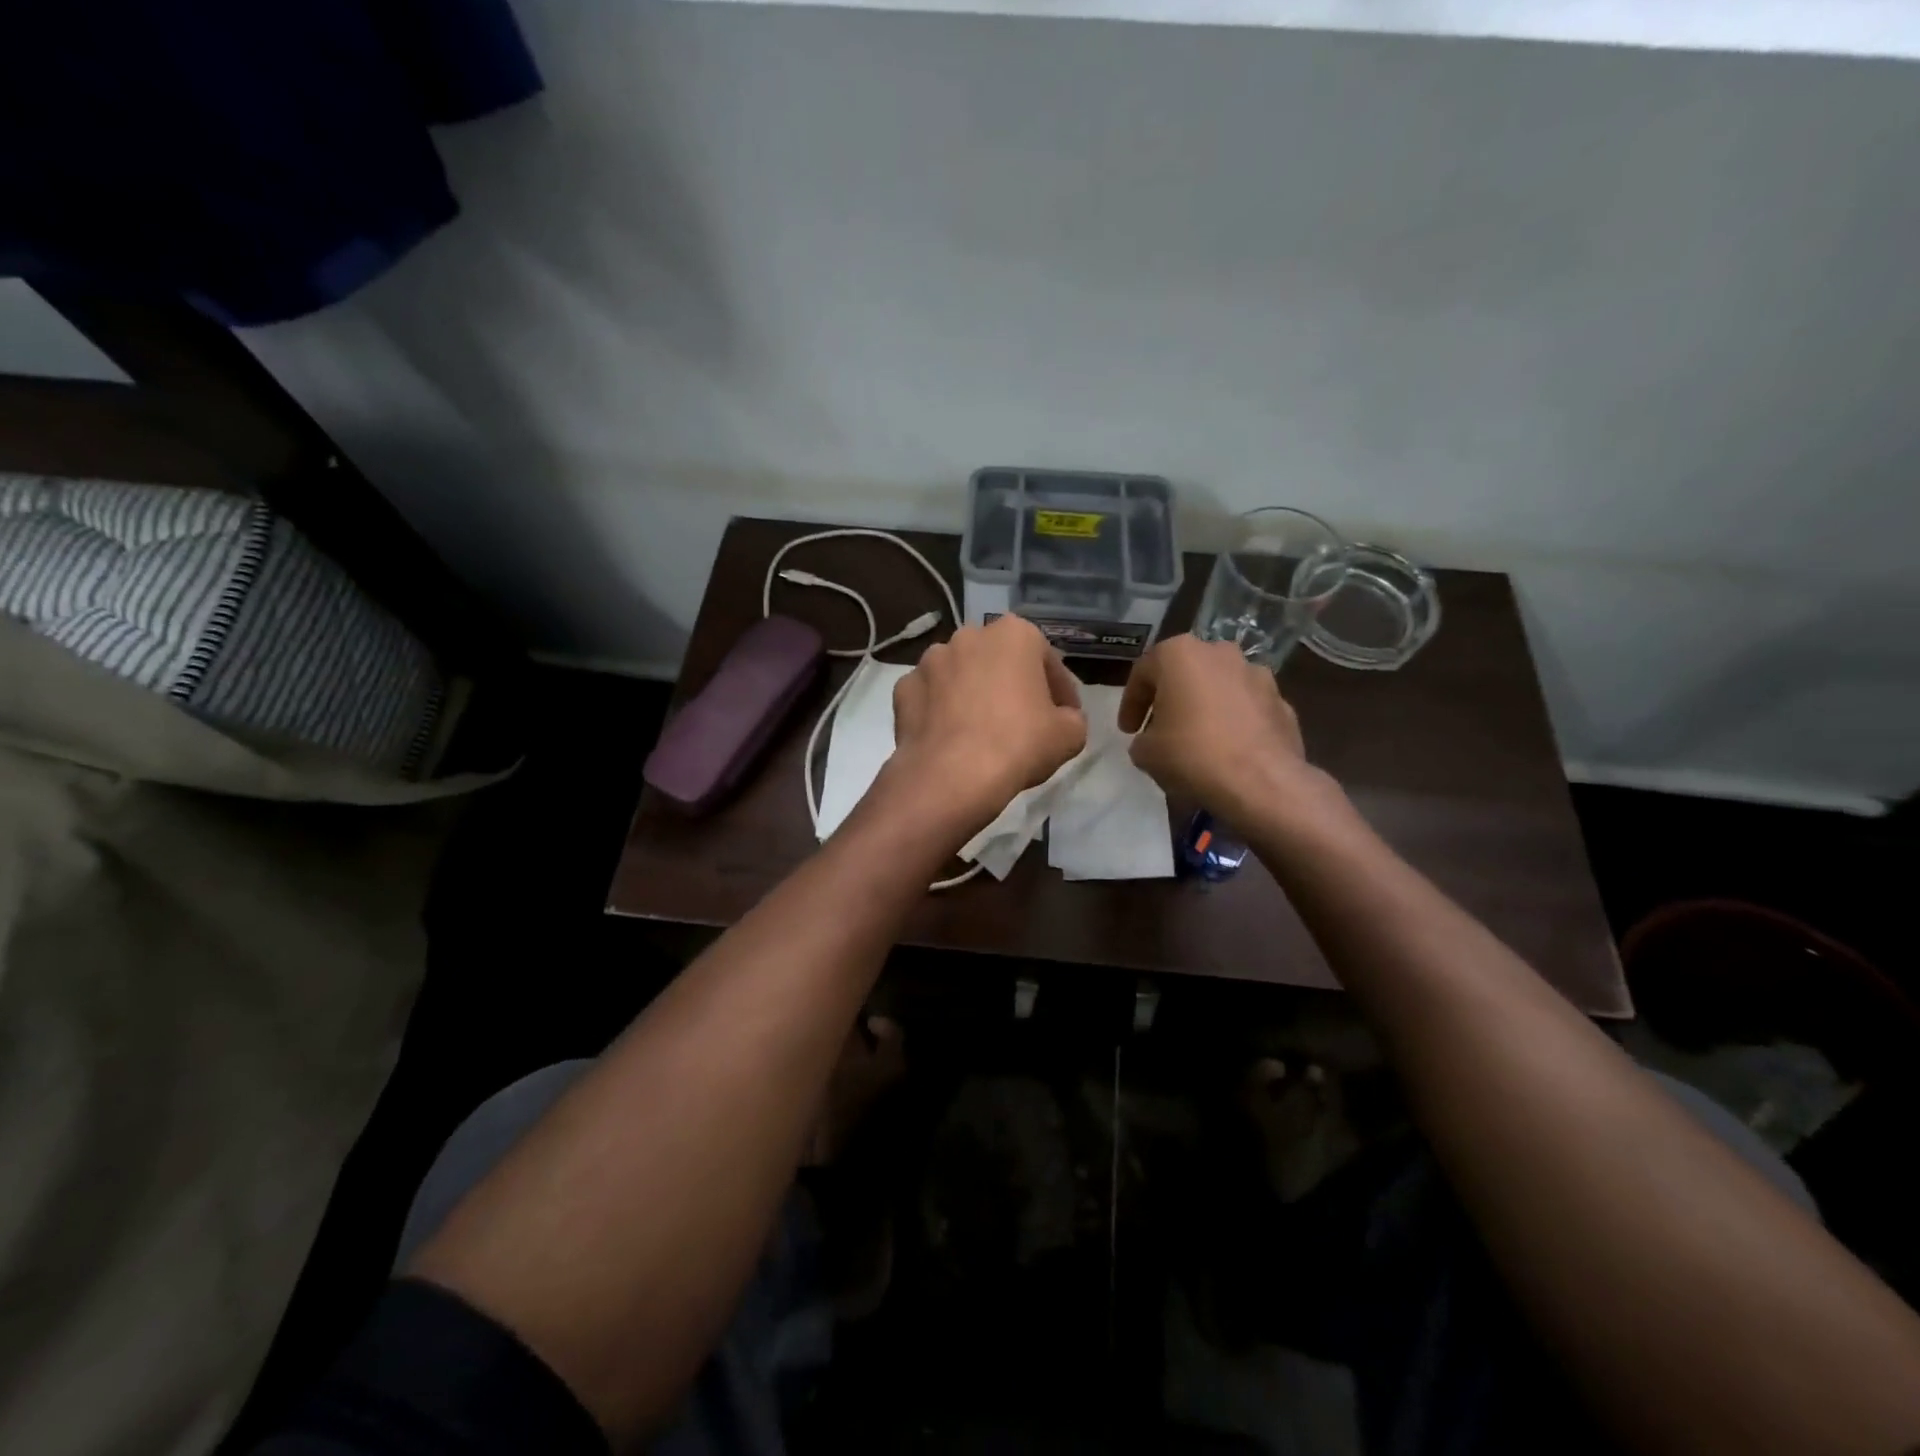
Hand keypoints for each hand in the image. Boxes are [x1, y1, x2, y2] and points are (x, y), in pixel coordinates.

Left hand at [885, 615, 1086, 835]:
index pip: (1047, 661)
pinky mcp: (904, 688)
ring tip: (982, 731)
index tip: (1064, 717)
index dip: (1060, 691)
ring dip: (973, 695)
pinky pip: (931, 697)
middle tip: (1023, 722)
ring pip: (961, 675)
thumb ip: (1072, 718)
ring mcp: (930, 660)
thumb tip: (1062, 720)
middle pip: (1000, 662)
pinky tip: (951, 738)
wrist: (951, 775)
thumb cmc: (1018, 744)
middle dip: (1011, 685)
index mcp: (1014, 634)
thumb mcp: (1069, 735)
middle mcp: (968, 635)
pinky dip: (940, 712)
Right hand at [1119, 634, 1320, 820]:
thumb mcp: (1146, 752)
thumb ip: (1143, 738)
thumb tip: (1152, 741)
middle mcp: (1220, 652)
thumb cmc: (1191, 754)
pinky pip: (1247, 708)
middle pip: (1186, 672)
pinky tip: (1228, 750)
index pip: (1143, 672)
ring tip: (1198, 739)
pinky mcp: (1282, 701)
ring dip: (1206, 707)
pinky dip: (1235, 722)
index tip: (1127, 731)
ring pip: (1220, 686)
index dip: (1131, 703)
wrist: (1260, 781)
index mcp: (1180, 653)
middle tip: (1161, 728)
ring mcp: (1257, 674)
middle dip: (1172, 698)